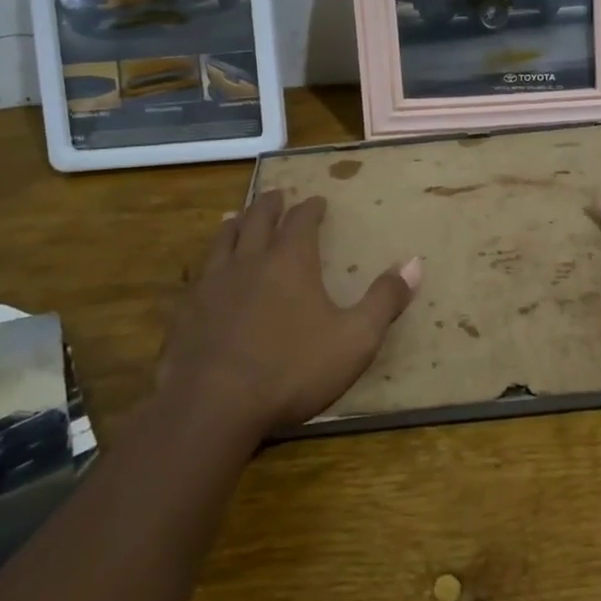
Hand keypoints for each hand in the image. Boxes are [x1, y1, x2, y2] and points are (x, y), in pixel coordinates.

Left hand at [152, 191, 421, 438]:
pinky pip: (197, 273)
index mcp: (291, 260)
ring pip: (223, 239)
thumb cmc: (292, 369)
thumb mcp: (355, 339)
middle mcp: (250, 260)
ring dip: (235, 222)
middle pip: (259, 218)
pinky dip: (207, 261)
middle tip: (278, 195)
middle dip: (271, 204)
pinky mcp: (186, 309)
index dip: (312, 208)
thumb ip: (384, 300)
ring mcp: (213, 283)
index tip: (318, 201)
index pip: (302, 220)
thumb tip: (414, 263)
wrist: (212, 406)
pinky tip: (206, 271)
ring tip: (238, 216)